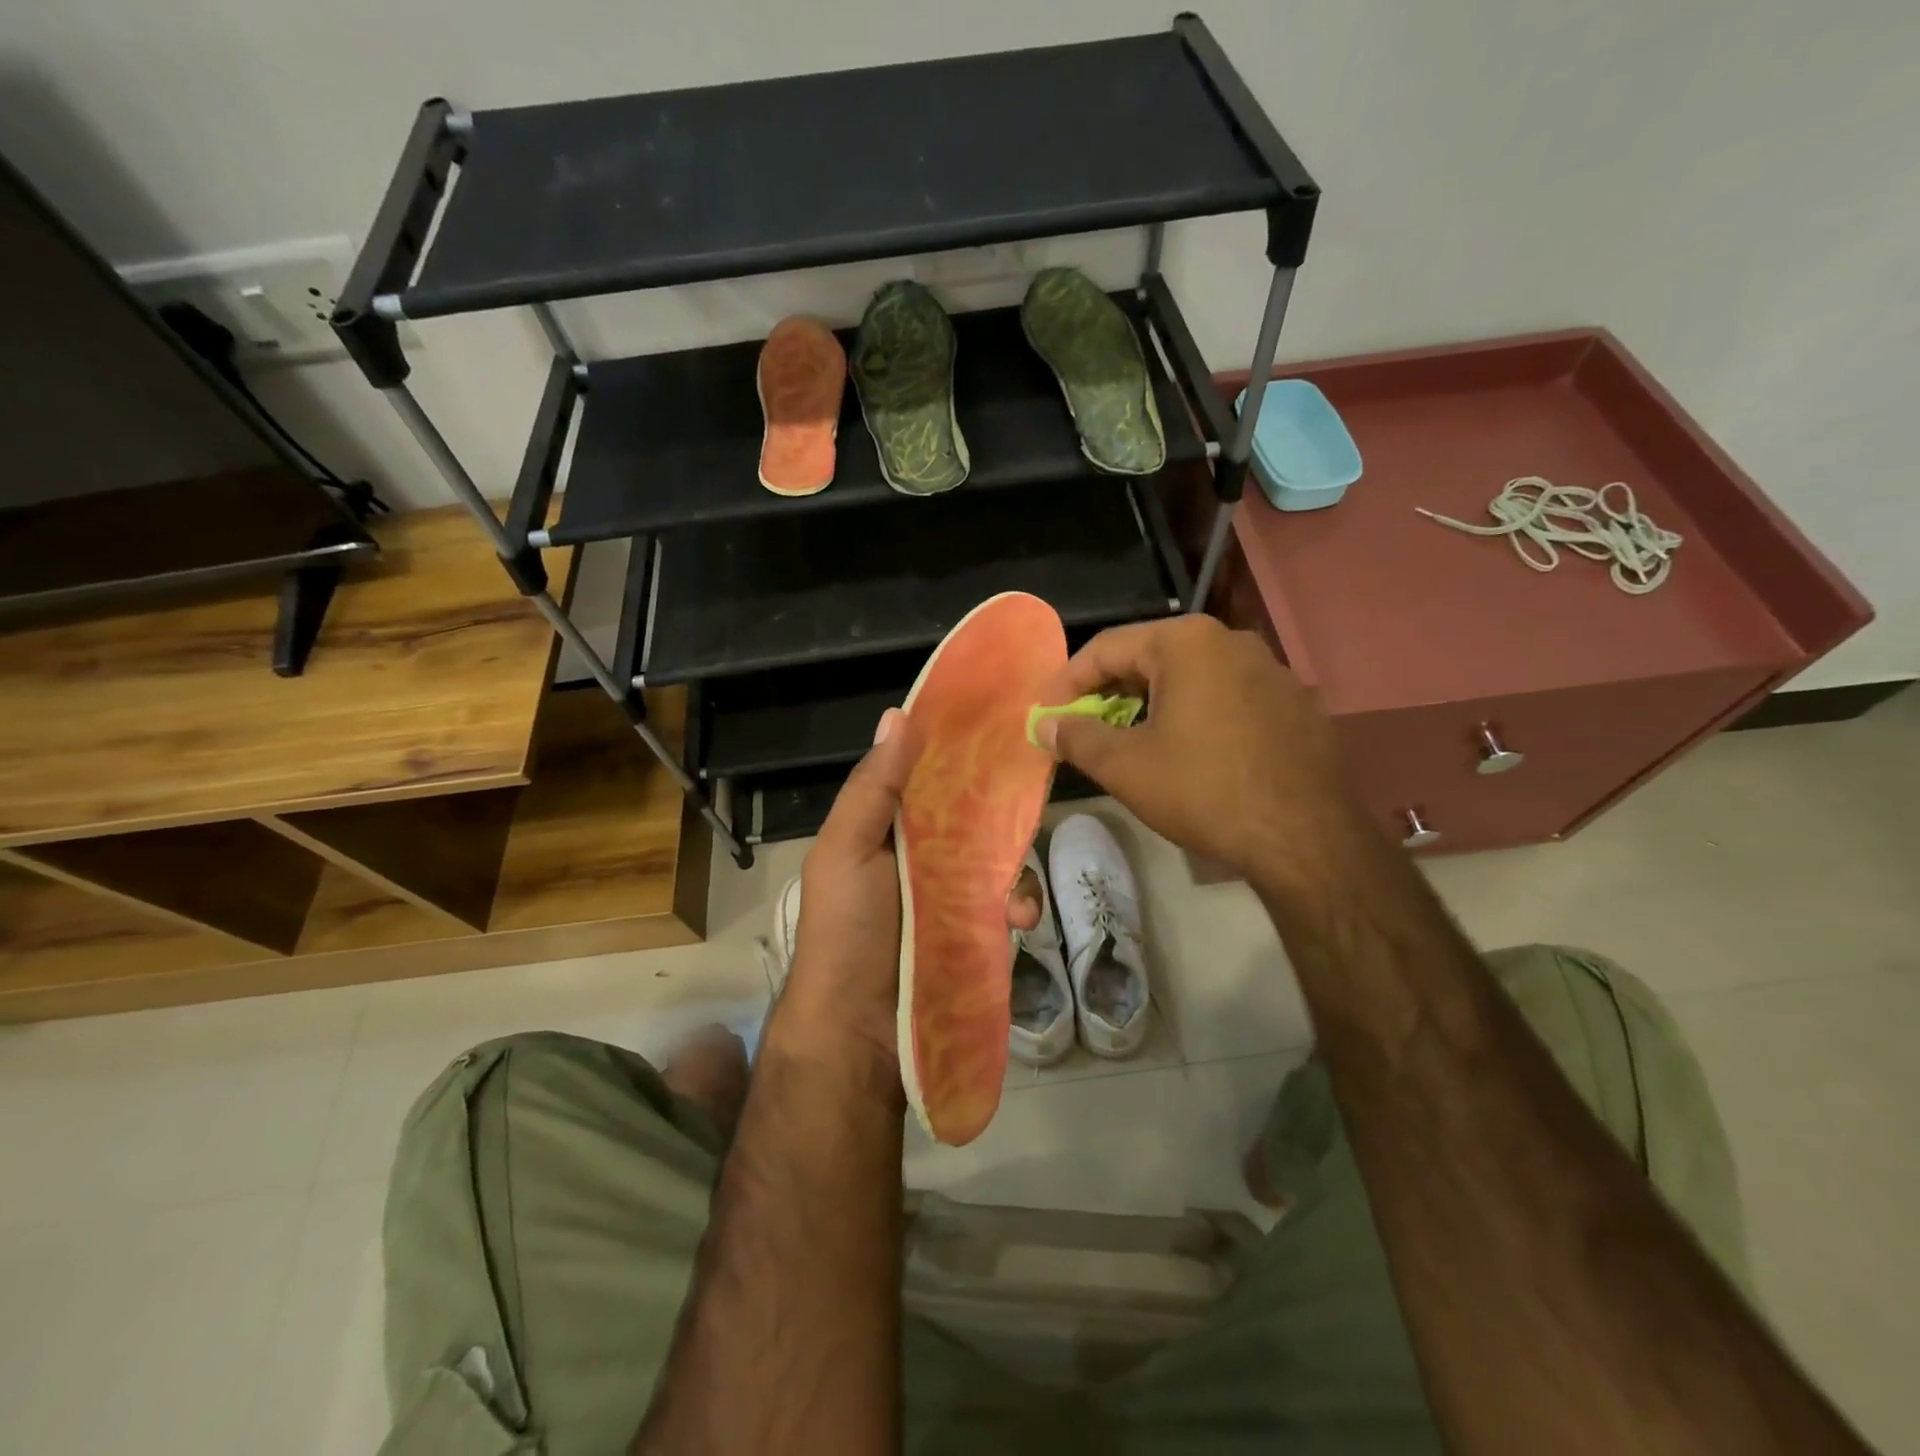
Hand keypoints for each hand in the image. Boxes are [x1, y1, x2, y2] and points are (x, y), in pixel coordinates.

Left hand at [775, 708, 1041, 1084]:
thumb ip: (872, 788)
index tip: (1000, 723)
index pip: (930, 776)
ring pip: (1000, 856)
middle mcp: (922, 853)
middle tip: (1027, 810)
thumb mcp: (845, 850)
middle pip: (974, 814)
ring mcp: (952, 892)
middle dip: (1002, 811)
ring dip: (1016, 866)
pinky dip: (1021, 904)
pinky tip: (1019, 921)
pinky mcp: (978, 928)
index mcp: (887, 827)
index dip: (960, 752)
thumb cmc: (846, 930)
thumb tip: (898, 715)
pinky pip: (1011, 901)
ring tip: (1013, 897)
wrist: (860, 1034)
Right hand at [1034, 616, 1361, 882]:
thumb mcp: (1126, 766)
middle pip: (1149, 657)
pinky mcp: (1291, 702)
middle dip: (1108, 691)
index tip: (1045, 712)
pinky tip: (1185, 750)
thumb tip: (1044, 725)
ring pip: (1189, 676)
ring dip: (1149, 702)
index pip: (1106, 647)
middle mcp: (1230, 640)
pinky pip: (1224, 696)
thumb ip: (1077, 737)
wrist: (1305, 836)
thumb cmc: (1203, 790)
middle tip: (1081, 725)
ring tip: (1127, 738)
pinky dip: (1191, 713)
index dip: (1067, 681)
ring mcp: (1268, 669)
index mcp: (1186, 642)